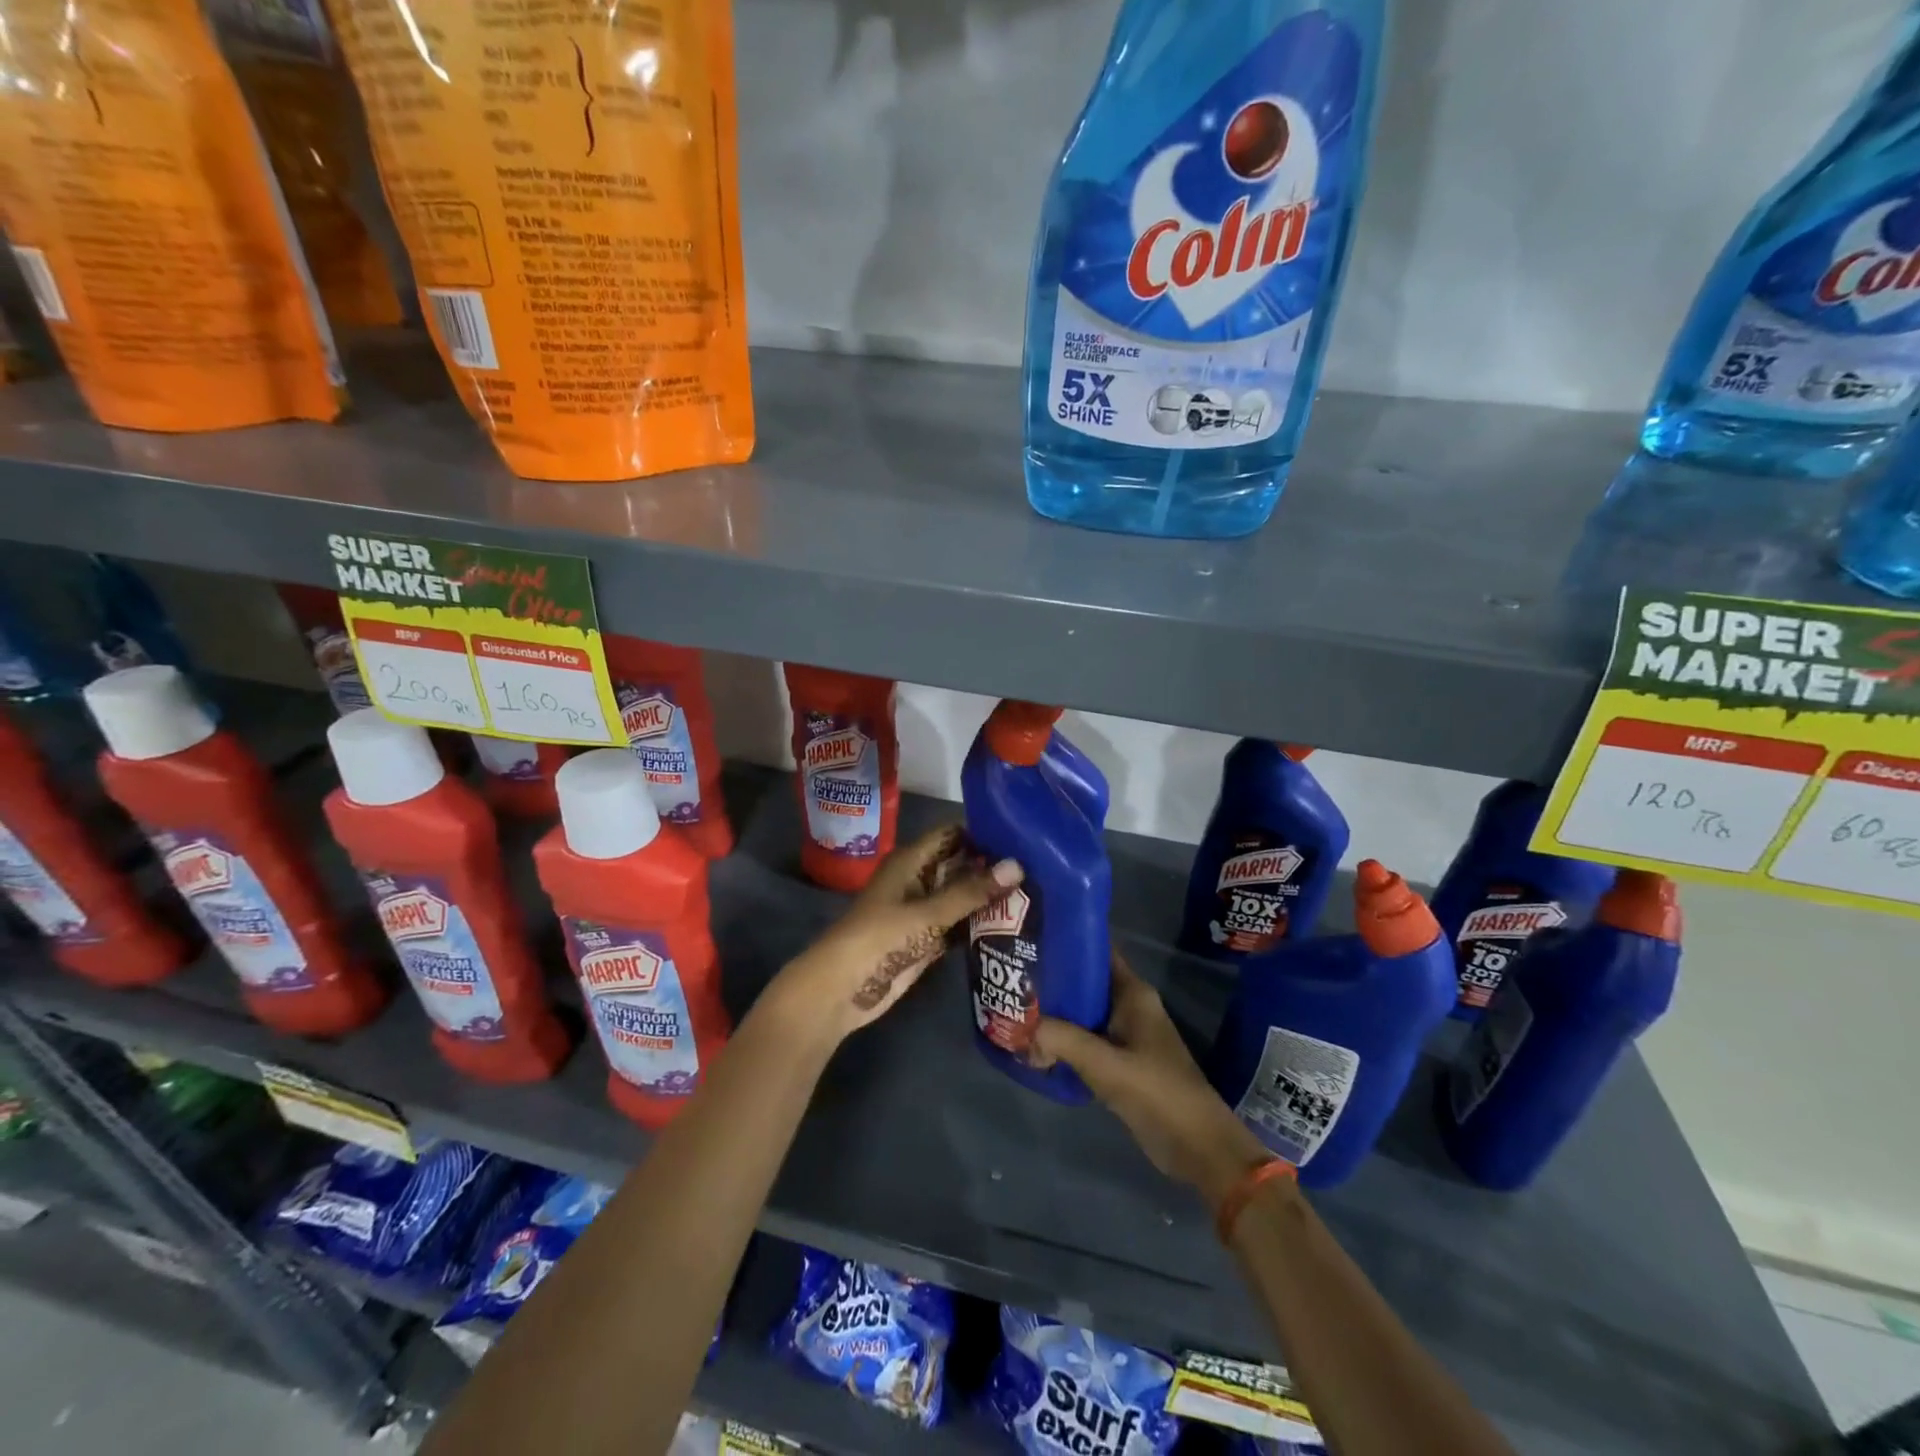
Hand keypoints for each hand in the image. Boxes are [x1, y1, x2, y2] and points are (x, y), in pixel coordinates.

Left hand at [769, 825, 1021, 1047]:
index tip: (1023, 834)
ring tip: (1037, 891)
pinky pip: (959, 924)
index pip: (952, 834)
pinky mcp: (927, 940)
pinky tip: (1014, 924)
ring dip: (989, 897)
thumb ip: (972, 892)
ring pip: (961, 896)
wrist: (841, 990)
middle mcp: (918, 880)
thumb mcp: (927, 913)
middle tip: (1039, 866)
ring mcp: (922, 911)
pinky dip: (979, 924)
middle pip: (960, 865)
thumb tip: (1018, 866)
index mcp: (911, 861)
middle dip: (992, 867)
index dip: (983, 833)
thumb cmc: (879, 939)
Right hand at [1031, 950, 1275, 1210]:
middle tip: (1014, 976)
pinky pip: (1086, 1040)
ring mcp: (1126, 1035)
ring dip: (1056, 1013)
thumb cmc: (1156, 1092)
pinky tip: (1036, 1043)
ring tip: (1016, 1007)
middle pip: (1086, 982)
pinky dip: (1064, 1039)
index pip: (1098, 952)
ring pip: (1083, 1013)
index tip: (1032, 937)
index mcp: (1133, 994)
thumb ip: (1062, 1040)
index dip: (1067, 942)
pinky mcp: (1121, 1062)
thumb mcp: (1105, 1064)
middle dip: (1053, 980)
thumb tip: (1024, 1027)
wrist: (1197, 1147)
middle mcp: (1129, 1006)